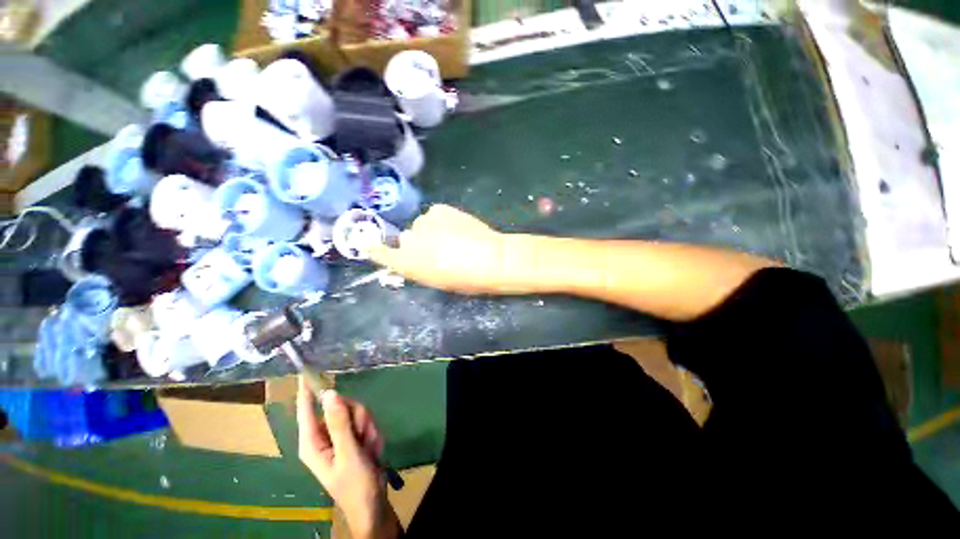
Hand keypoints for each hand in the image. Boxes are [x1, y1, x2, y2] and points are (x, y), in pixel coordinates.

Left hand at [297, 379, 399, 538]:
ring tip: (368, 446)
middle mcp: (323, 434)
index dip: (306, 389)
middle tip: (363, 434)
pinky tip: (372, 447)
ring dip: (366, 426)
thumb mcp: (348, 453)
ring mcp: (339, 435)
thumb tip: (329, 392)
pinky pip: (364, 420)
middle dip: (356, 417)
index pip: (306, 409)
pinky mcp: (352, 436)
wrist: (373, 502)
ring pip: (355, 411)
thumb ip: (339, 422)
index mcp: (312, 441)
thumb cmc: (355, 483)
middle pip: (340, 405)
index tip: (306, 371)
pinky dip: (371, 431)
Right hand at [370, 204, 520, 293]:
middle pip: (406, 238)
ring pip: (422, 224)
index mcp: (408, 264)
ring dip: (432, 230)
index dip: (374, 248)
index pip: (380, 253)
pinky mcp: (439, 209)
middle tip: (438, 248)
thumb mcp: (438, 281)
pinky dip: (442, 219)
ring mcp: (424, 222)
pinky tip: (457, 227)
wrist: (490, 259)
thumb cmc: (465, 279)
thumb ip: (420, 269)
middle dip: (418, 243)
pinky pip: (435, 214)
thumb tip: (415, 260)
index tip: (368, 243)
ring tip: (453, 237)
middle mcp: (410, 241)